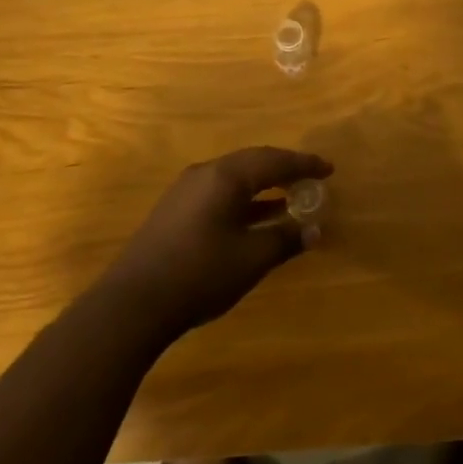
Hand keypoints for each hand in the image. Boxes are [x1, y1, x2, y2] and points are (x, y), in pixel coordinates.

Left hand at [99, 147, 331, 340]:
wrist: (133, 303)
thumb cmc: (200, 274)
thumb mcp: (250, 259)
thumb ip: (285, 240)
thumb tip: (314, 229)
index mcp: (226, 176)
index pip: (274, 160)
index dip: (304, 164)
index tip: (329, 169)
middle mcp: (205, 173)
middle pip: (253, 162)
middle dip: (284, 169)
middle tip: (310, 178)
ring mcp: (186, 190)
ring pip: (234, 177)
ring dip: (263, 185)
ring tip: (289, 197)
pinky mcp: (175, 210)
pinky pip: (219, 192)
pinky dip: (244, 199)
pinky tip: (255, 218)